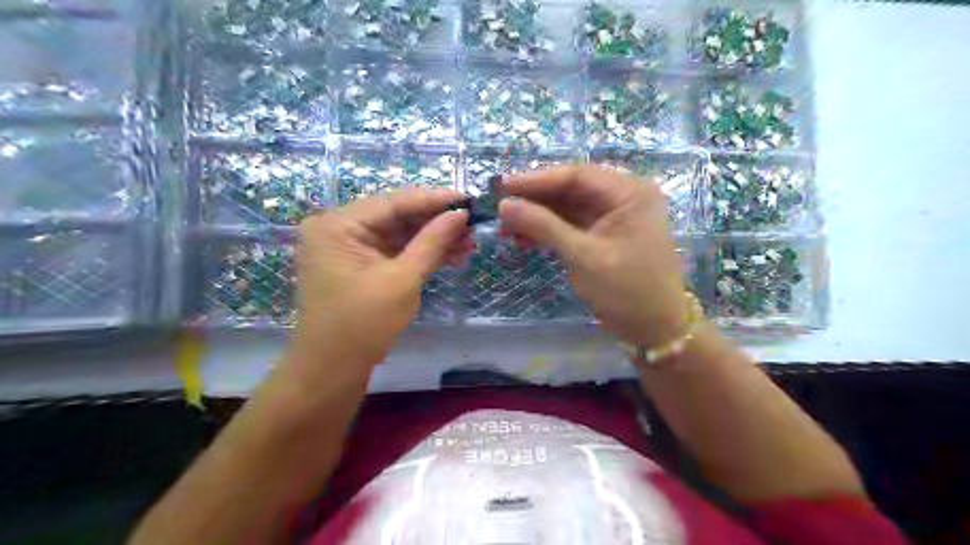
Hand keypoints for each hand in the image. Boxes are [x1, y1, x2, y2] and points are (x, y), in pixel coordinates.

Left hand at [286, 190, 470, 371]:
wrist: (332, 370)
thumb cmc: (362, 324)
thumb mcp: (402, 280)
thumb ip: (432, 242)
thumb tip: (461, 214)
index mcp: (337, 225)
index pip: (392, 202)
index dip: (433, 200)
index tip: (467, 199)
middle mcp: (339, 229)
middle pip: (395, 216)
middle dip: (435, 222)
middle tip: (471, 224)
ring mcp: (348, 247)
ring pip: (398, 234)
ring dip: (431, 239)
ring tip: (467, 242)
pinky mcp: (359, 265)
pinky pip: (393, 251)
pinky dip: (419, 253)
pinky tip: (450, 254)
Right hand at [501, 163, 689, 345]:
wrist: (654, 329)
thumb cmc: (627, 291)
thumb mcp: (584, 256)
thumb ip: (543, 227)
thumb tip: (504, 205)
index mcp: (629, 193)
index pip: (577, 175)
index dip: (536, 180)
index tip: (502, 187)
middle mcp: (623, 197)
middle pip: (570, 189)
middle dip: (534, 200)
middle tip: (500, 208)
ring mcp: (613, 217)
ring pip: (567, 208)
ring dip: (537, 217)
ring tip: (505, 228)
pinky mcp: (603, 235)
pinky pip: (571, 225)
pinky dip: (548, 231)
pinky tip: (522, 238)